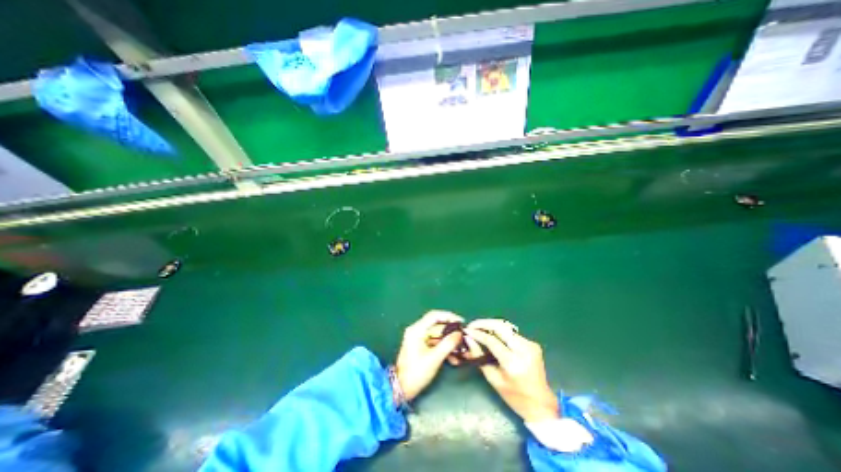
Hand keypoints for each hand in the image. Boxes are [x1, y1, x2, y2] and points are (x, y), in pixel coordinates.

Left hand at [396, 312, 465, 400]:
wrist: (401, 388)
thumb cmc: (416, 372)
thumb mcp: (434, 358)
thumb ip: (448, 344)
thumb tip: (459, 333)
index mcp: (417, 329)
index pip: (434, 316)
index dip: (449, 316)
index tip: (461, 322)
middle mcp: (417, 330)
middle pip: (437, 325)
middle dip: (451, 331)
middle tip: (463, 336)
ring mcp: (418, 338)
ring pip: (437, 335)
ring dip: (449, 341)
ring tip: (461, 349)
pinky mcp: (420, 346)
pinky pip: (435, 342)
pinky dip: (443, 348)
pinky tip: (453, 358)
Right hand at [466, 319, 555, 420]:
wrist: (542, 404)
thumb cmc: (515, 397)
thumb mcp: (493, 379)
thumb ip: (479, 357)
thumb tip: (468, 339)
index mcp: (513, 363)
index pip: (491, 340)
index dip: (477, 333)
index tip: (466, 330)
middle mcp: (524, 349)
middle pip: (500, 326)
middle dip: (484, 323)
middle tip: (472, 325)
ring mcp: (530, 345)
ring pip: (506, 327)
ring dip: (491, 326)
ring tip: (479, 329)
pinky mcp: (532, 343)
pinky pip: (511, 333)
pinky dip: (499, 331)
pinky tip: (492, 335)